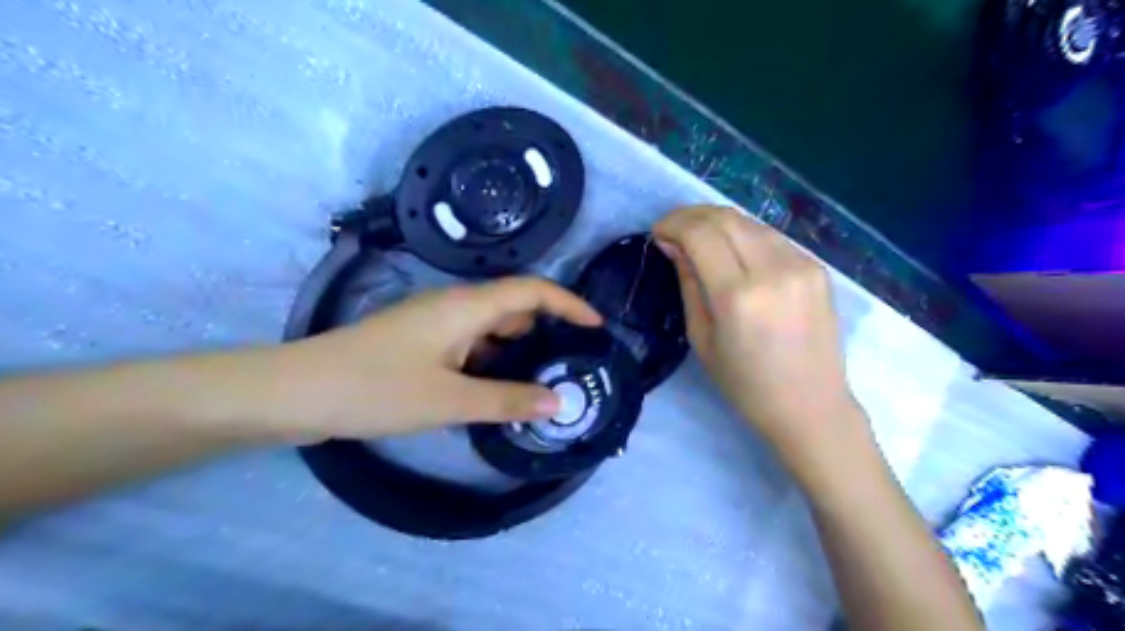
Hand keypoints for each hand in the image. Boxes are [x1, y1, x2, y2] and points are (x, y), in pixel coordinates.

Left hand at [260, 275, 602, 443]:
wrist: (297, 391)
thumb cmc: (376, 389)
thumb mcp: (449, 400)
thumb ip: (507, 400)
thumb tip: (558, 402)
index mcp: (465, 307)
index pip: (531, 291)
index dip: (568, 304)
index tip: (596, 327)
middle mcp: (454, 306)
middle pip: (514, 307)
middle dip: (547, 330)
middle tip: (572, 364)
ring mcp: (434, 323)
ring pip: (491, 328)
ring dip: (518, 350)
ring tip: (542, 381)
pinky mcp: (421, 341)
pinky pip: (470, 344)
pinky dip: (491, 362)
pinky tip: (498, 390)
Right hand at [656, 208, 862, 473]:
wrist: (810, 405)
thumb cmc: (746, 384)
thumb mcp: (702, 338)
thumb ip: (689, 284)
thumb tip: (673, 245)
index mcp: (738, 296)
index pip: (701, 234)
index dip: (674, 224)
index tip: (658, 233)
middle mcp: (774, 270)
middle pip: (726, 218)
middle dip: (691, 215)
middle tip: (672, 229)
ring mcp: (802, 265)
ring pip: (750, 222)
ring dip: (717, 222)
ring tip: (698, 236)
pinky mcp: (817, 267)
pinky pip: (771, 237)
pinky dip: (743, 235)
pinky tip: (731, 250)